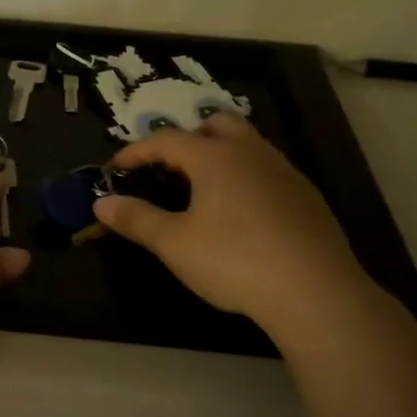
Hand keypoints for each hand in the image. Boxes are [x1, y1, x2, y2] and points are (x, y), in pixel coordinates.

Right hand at [92, 113, 371, 336]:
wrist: (315, 292)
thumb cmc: (234, 261)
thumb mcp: (174, 244)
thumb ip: (136, 219)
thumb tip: (101, 203)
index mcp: (215, 157)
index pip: (166, 139)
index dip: (136, 151)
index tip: (116, 168)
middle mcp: (251, 152)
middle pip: (216, 124)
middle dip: (187, 139)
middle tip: (169, 169)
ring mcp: (284, 171)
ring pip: (247, 144)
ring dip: (219, 154)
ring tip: (201, 189)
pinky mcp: (305, 195)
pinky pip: (267, 169)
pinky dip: (244, 176)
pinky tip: (240, 213)